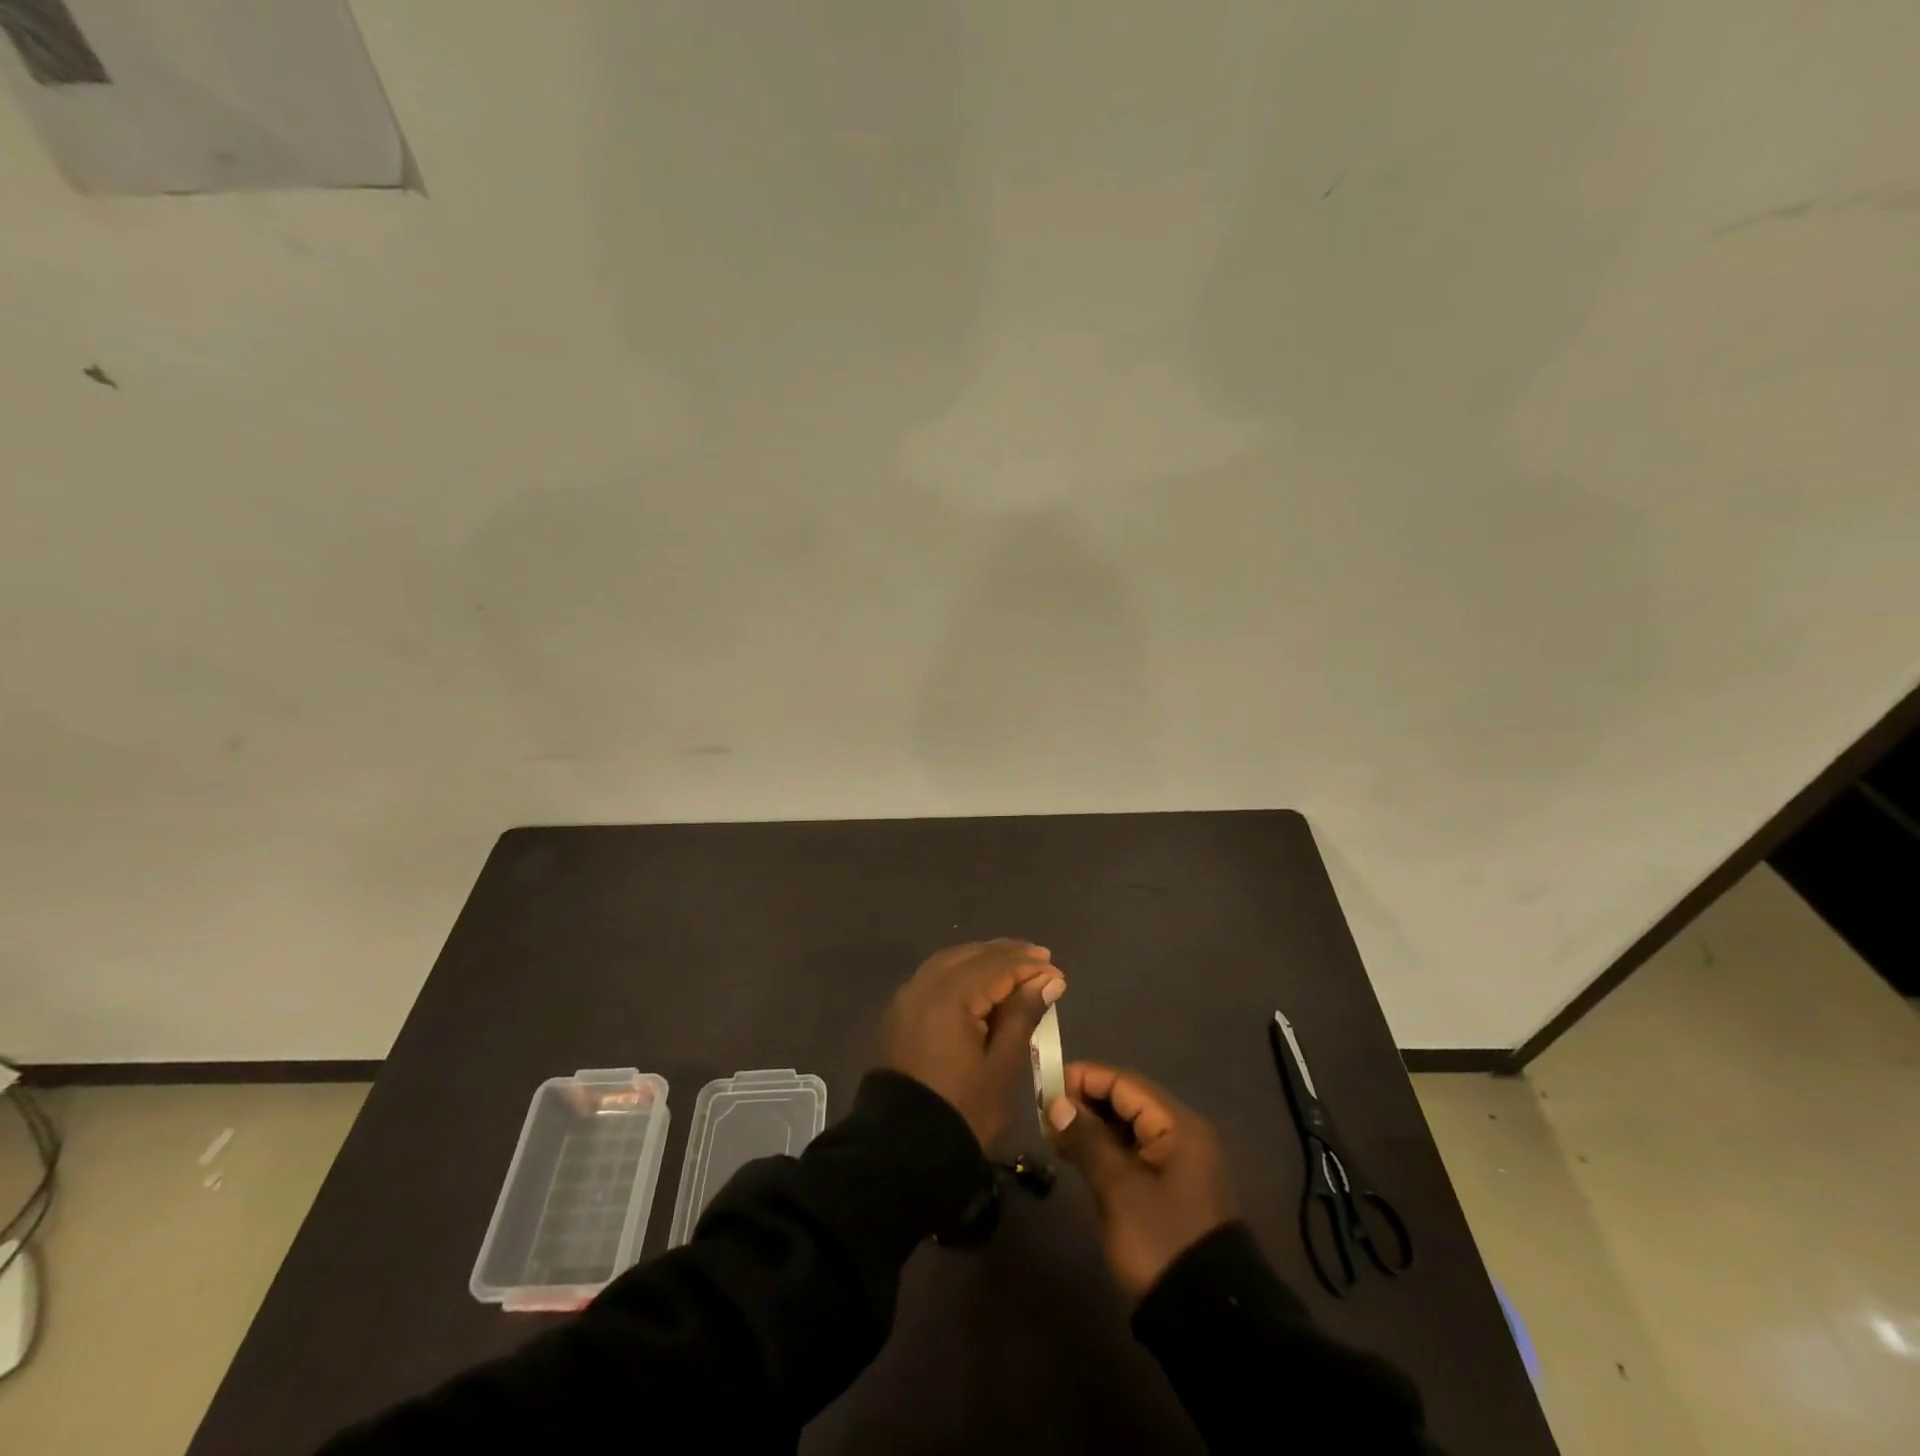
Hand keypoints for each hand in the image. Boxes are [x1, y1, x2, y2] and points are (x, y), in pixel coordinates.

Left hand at [882, 940, 1065, 1147]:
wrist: (902, 1149)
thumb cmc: (962, 1110)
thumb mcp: (1002, 1066)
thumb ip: (1023, 1015)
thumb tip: (1048, 979)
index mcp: (950, 996)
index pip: (997, 967)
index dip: (1030, 967)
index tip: (1058, 974)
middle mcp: (924, 985)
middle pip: (972, 956)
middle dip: (1008, 954)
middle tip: (1041, 958)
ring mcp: (908, 996)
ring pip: (951, 961)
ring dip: (984, 958)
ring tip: (1014, 964)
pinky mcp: (900, 1011)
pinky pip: (935, 975)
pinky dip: (961, 970)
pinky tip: (979, 979)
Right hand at [1046, 1062, 1236, 1300]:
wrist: (1207, 1320)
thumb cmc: (1161, 1240)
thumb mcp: (1119, 1189)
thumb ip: (1087, 1140)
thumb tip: (1057, 1103)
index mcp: (1177, 1125)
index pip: (1124, 1083)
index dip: (1084, 1078)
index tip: (1045, 1084)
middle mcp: (1180, 1134)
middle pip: (1126, 1101)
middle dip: (1085, 1101)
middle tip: (1044, 1111)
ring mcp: (1176, 1164)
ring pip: (1127, 1128)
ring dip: (1092, 1126)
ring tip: (1054, 1132)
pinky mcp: (1168, 1190)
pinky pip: (1131, 1153)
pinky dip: (1104, 1149)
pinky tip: (1077, 1156)